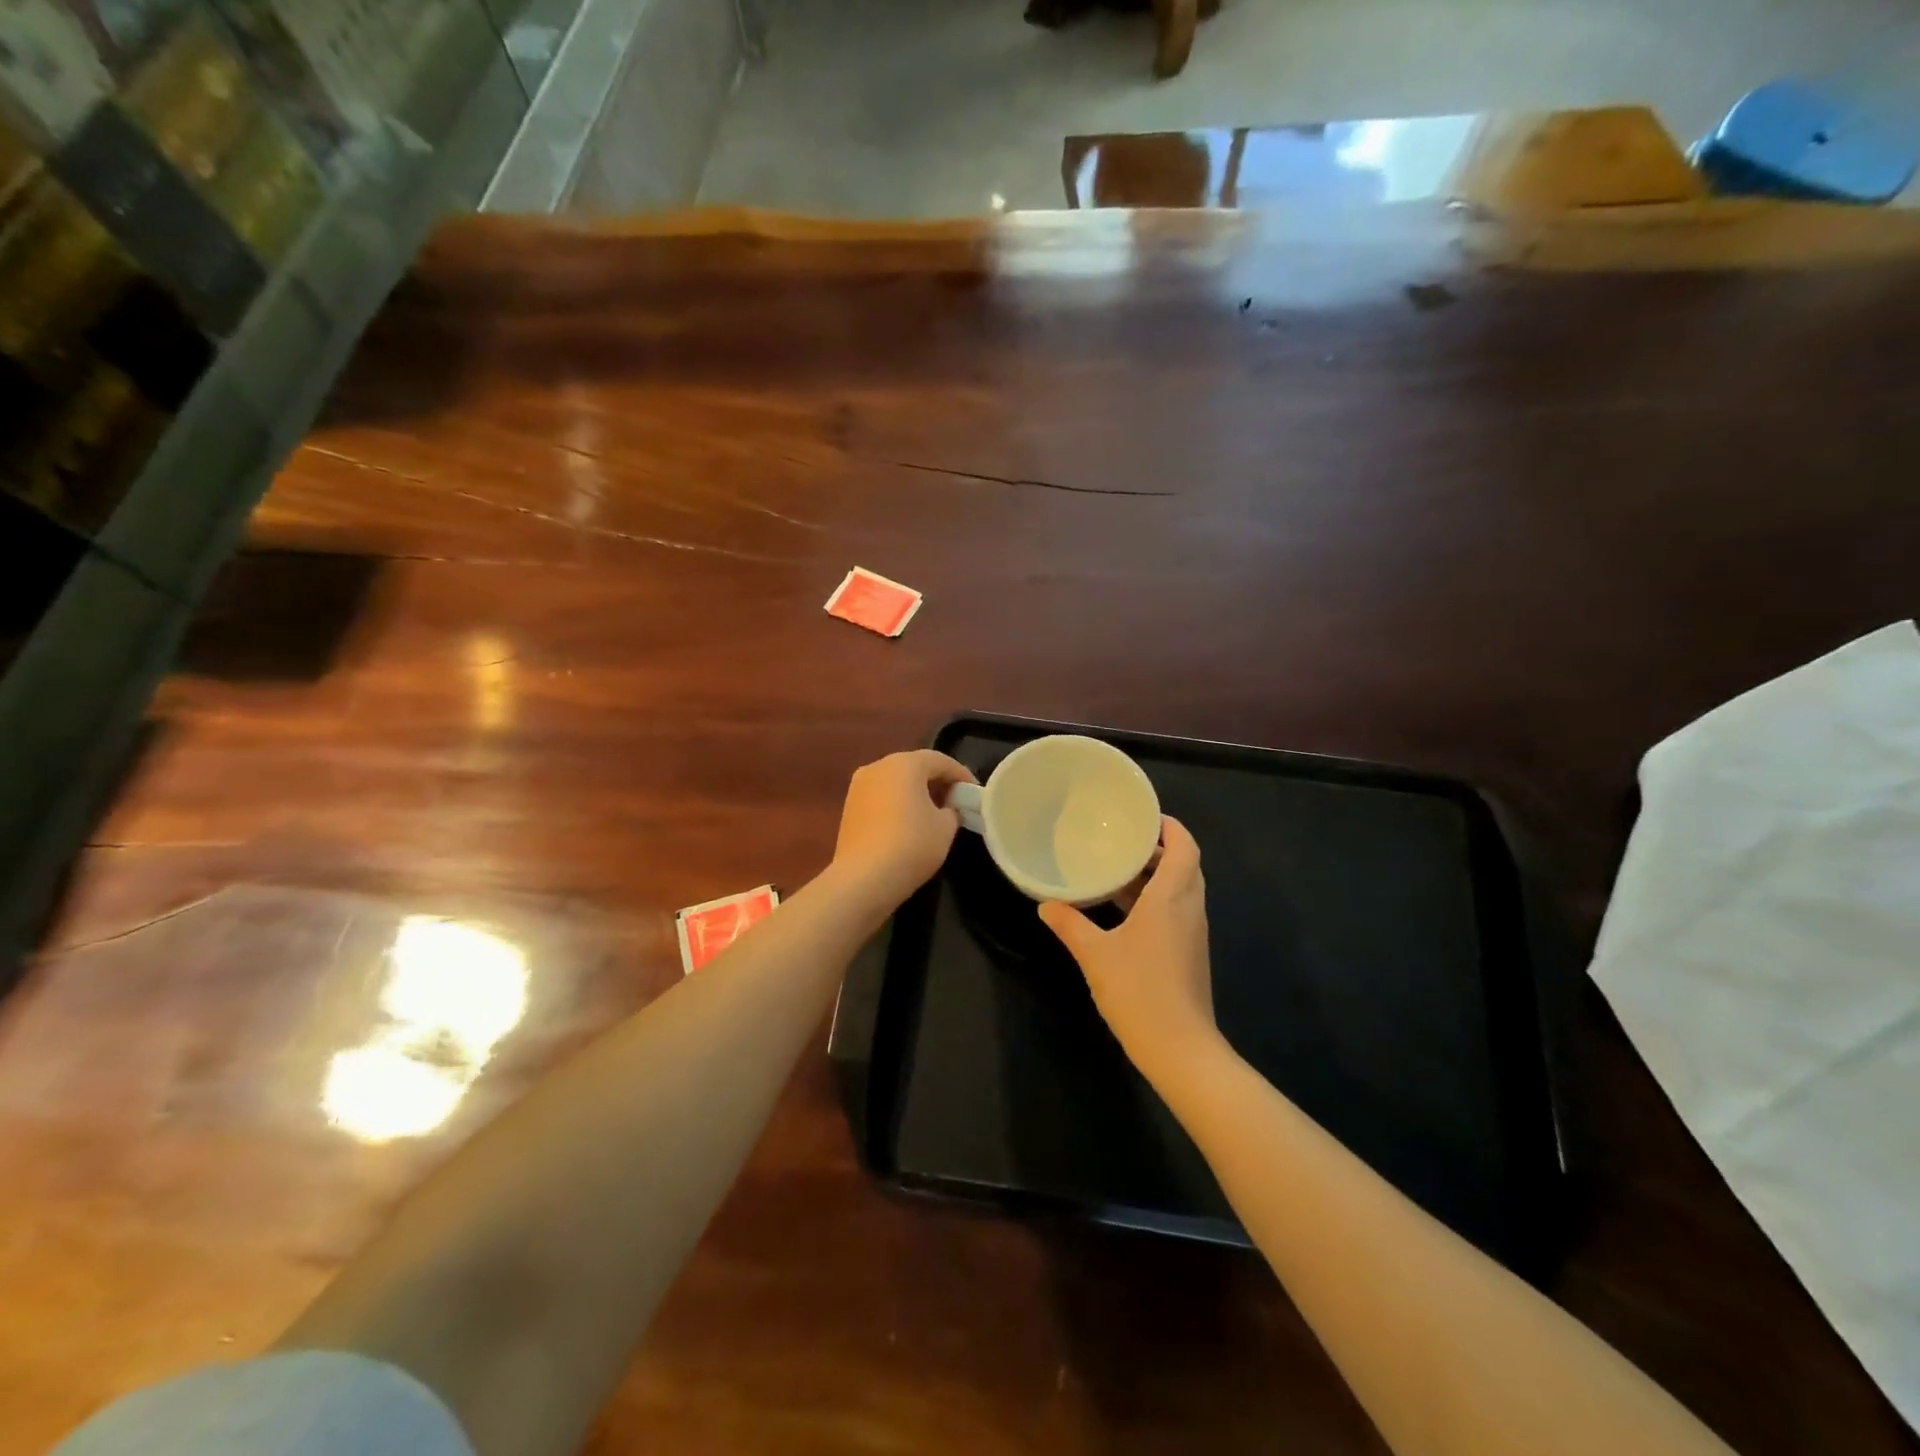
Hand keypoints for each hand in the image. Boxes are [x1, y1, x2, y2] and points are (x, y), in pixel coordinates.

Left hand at [831, 750, 976, 909]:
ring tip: (934, 813)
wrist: (863, 878)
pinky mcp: (849, 807)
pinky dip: (898, 803)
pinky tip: (908, 823)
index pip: (940, 760)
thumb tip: (948, 809)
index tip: (975, 793)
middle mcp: (878, 766)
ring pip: (895, 781)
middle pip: (915, 767)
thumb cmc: (912, 845)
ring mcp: (858, 786)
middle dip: (937, 781)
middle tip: (956, 801)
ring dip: (916, 792)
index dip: (962, 775)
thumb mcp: (946, 827)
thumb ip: (953, 810)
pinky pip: (881, 797)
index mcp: (904, 763)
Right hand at [1039, 816, 1218, 1075]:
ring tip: (1118, 869)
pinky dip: (1156, 899)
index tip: (1143, 817)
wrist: (1180, 1049)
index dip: (1169, 827)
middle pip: (1185, 864)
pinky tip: (1124, 910)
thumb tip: (1045, 904)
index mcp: (1172, 898)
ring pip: (1182, 888)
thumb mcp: (1095, 954)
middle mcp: (1189, 908)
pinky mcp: (1190, 953)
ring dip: (1156, 875)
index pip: (1185, 847)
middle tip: (1123, 840)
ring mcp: (1192, 932)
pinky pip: (1177, 910)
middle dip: (1159, 848)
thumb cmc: (1139, 991)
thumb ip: (1070, 925)